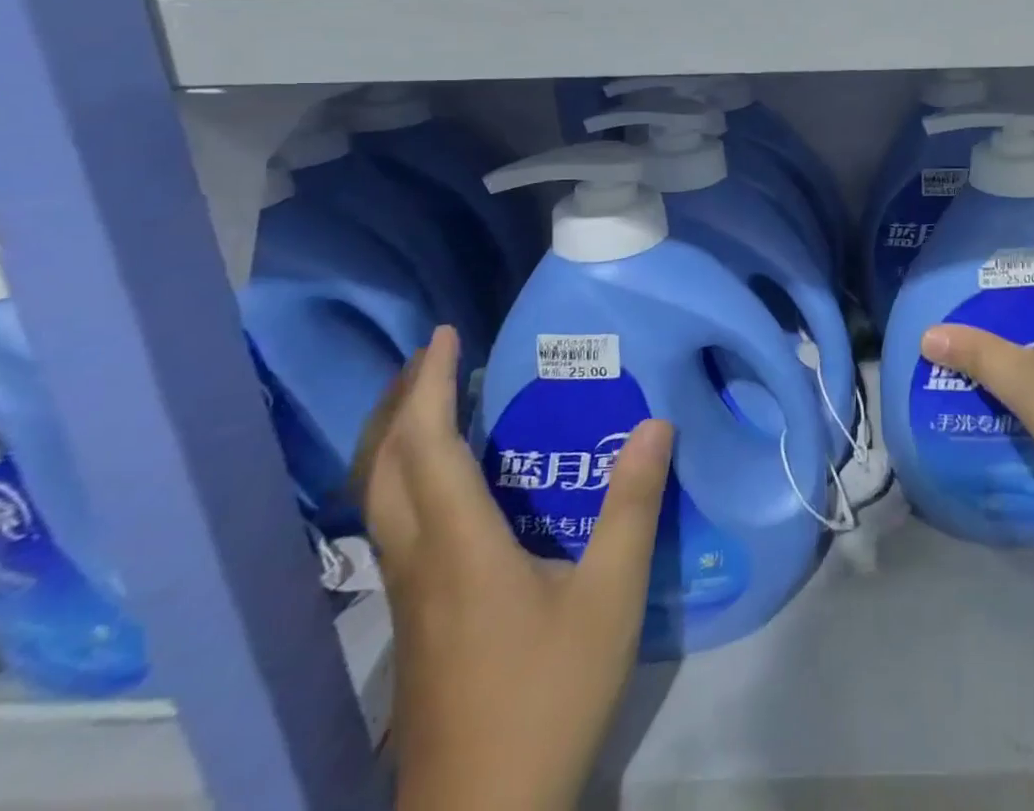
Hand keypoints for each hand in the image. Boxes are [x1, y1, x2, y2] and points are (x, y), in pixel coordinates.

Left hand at [356, 326, 672, 810]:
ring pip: (379, 498)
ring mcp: (408, 596)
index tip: (447, 335)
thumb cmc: (547, 697)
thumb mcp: (610, 598)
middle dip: (401, 400)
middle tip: (435, 355)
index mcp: (460, 548)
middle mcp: (419, 562)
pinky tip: (449, 482)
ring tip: (437, 401)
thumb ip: (632, 506)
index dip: (430, 385)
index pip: (427, 447)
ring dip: (398, 437)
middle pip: (383, 467)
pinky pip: (396, 524)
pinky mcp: (414, 621)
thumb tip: (654, 423)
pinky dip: (408, 476)